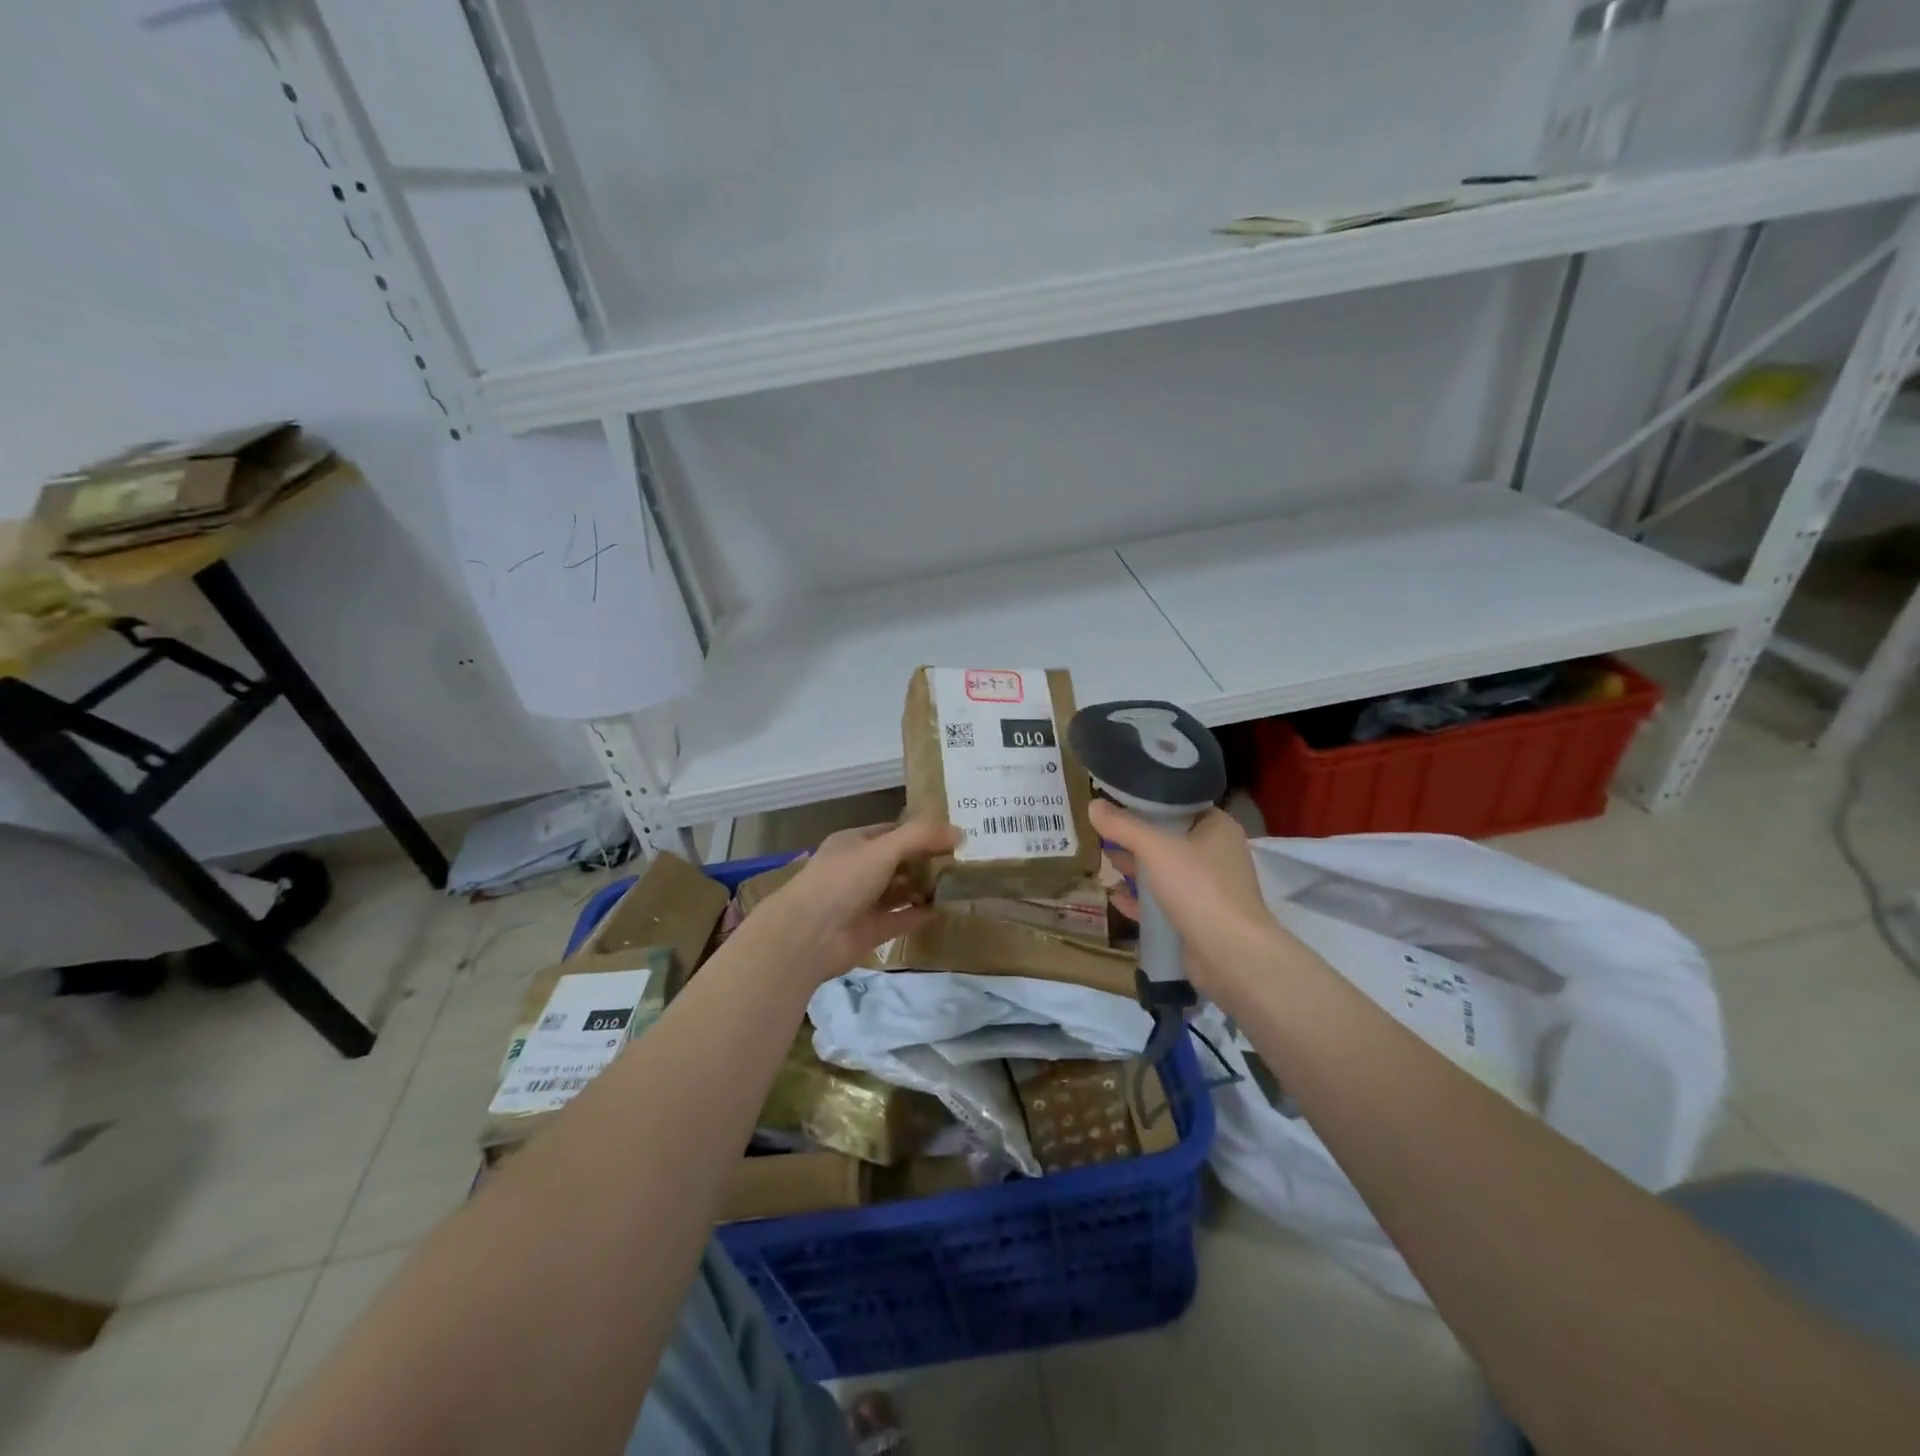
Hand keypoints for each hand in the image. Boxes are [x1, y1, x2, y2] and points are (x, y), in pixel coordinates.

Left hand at [750, 820, 960, 983]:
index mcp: (854, 843)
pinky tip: (943, 910)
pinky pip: (900, 918)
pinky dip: (919, 915)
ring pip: (899, 891)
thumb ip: (921, 837)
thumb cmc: (843, 880)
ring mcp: (863, 902)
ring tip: (957, 884)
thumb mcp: (883, 849)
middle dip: (925, 860)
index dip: (920, 832)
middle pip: (898, 861)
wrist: (809, 935)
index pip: (892, 832)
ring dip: (924, 888)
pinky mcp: (870, 930)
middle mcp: (858, 870)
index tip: (952, 835)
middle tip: (962, 860)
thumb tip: (960, 832)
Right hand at [1091, 801, 1297, 998]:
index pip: (1179, 804)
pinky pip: (1164, 902)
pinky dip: (1141, 899)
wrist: (1231, 955)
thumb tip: (1093, 804)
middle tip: (1102, 832)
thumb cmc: (1198, 888)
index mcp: (1217, 827)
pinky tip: (1115, 897)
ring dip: (1136, 868)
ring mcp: (1209, 889)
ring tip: (1104, 860)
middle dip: (1136, 838)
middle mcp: (1216, 854)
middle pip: (1169, 838)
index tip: (1115, 801)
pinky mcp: (1198, 918)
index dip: (1147, 802)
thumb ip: (1123, 826)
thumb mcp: (1155, 849)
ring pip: (1165, 871)